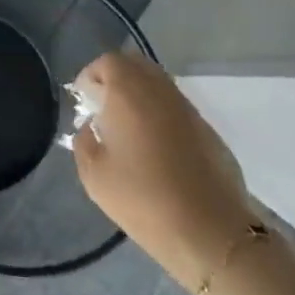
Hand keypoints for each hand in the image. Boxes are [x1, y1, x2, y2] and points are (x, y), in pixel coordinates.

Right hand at [71, 52, 258, 291]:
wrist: (211, 233)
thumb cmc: (143, 199)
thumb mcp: (94, 175)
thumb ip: (83, 141)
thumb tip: (91, 127)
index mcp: (129, 94)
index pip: (109, 62)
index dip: (92, 75)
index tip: (84, 101)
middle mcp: (160, 92)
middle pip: (136, 65)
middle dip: (116, 77)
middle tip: (104, 106)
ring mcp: (188, 109)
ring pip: (159, 83)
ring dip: (140, 93)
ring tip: (129, 126)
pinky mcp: (208, 130)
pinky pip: (176, 106)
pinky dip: (160, 112)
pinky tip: (156, 146)